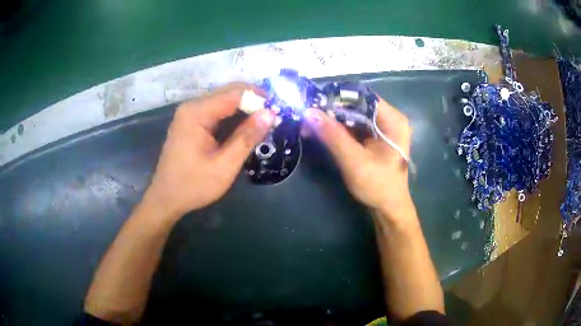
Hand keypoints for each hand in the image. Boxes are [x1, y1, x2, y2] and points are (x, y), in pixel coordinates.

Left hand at [142, 83, 274, 219]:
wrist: (166, 199)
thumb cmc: (193, 186)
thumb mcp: (224, 166)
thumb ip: (247, 137)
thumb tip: (270, 113)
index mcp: (197, 113)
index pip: (234, 94)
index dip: (259, 99)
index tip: (278, 112)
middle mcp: (192, 106)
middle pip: (229, 93)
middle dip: (253, 102)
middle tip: (273, 119)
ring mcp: (190, 113)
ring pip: (224, 101)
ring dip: (245, 109)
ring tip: (263, 124)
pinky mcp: (191, 121)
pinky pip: (217, 111)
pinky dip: (234, 116)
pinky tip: (245, 129)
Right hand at [304, 98, 412, 215]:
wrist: (388, 209)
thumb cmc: (377, 186)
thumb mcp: (354, 160)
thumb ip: (332, 135)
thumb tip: (309, 112)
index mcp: (393, 120)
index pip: (363, 97)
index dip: (339, 97)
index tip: (315, 102)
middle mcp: (389, 120)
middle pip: (358, 105)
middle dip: (333, 110)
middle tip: (309, 115)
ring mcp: (382, 129)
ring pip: (354, 116)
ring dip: (333, 120)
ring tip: (310, 123)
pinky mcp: (375, 139)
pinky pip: (354, 127)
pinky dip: (338, 130)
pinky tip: (321, 132)